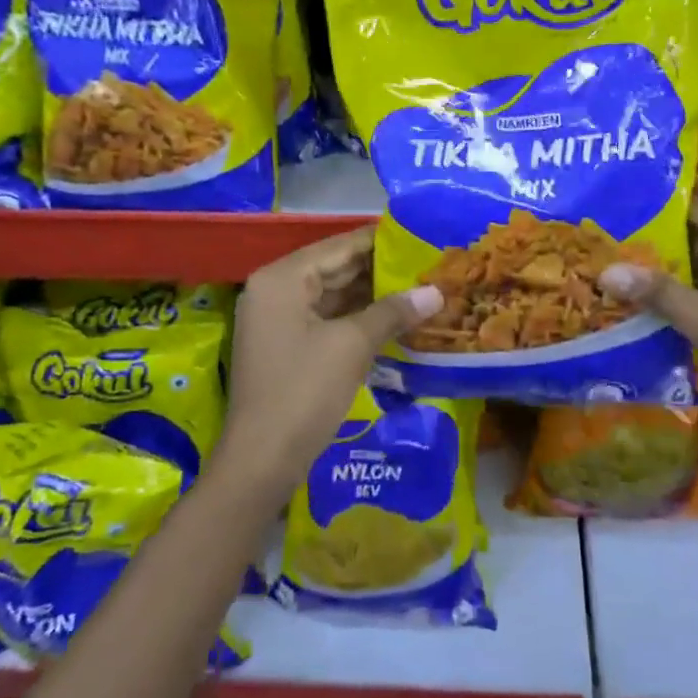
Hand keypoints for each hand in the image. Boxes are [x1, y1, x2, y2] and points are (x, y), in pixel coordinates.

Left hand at [221, 227, 441, 494]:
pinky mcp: (287, 347)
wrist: (261, 462)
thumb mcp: (352, 345)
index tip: (421, 235)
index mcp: (283, 278)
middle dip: (380, 269)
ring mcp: (278, 320)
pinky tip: (394, 320)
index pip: (340, 246)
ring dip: (372, 296)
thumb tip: (436, 291)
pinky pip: (327, 320)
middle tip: (427, 264)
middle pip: (335, 268)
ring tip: (420, 288)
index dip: (381, 240)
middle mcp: (275, 290)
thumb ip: (393, 311)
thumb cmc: (304, 392)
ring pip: (332, 296)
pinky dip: (357, 319)